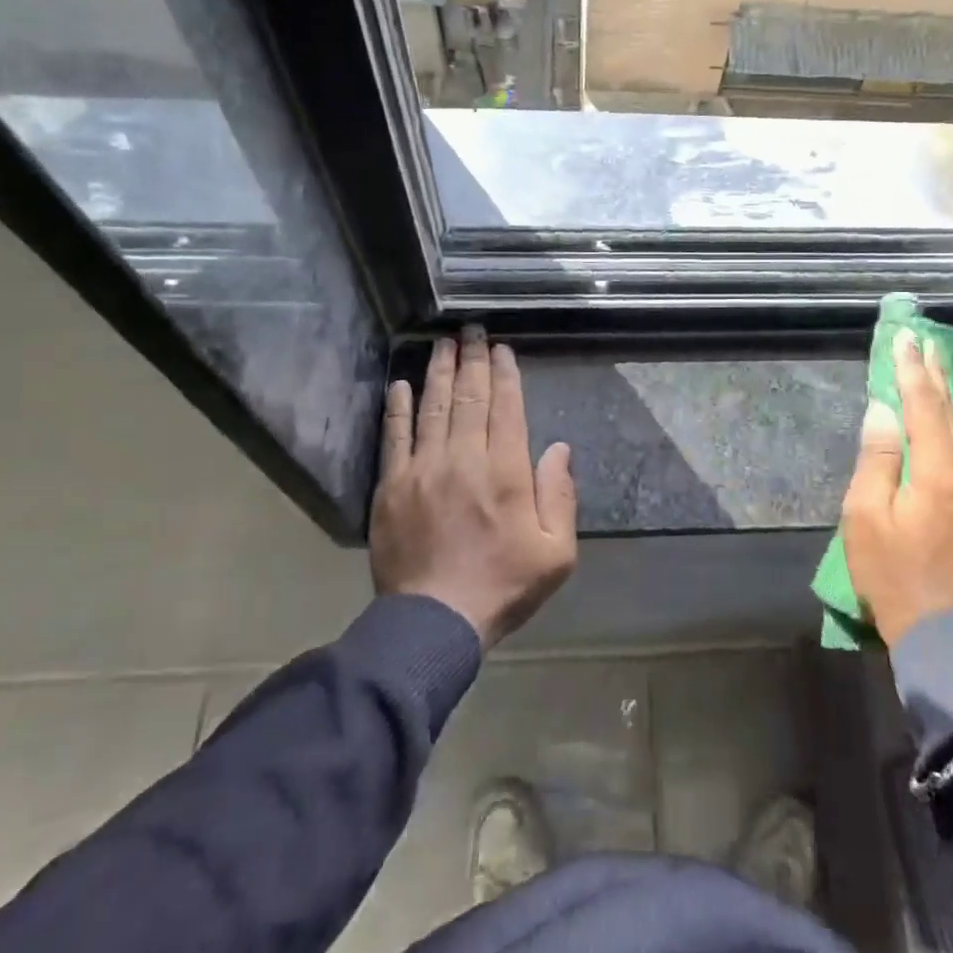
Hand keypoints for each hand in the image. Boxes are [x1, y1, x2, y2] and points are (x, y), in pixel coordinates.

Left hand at [371, 328, 577, 648]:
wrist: (434, 622)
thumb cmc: (503, 586)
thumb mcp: (556, 552)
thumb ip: (560, 496)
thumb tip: (559, 448)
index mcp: (506, 472)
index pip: (506, 408)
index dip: (504, 374)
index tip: (501, 349)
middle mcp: (464, 459)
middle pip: (469, 398)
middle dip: (472, 360)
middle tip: (472, 330)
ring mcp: (423, 470)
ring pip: (433, 408)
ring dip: (439, 372)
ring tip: (442, 343)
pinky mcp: (392, 486)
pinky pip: (395, 436)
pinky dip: (398, 408)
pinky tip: (402, 384)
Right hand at [841, 330, 952, 644]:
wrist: (945, 634)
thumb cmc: (893, 574)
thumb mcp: (864, 516)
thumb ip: (877, 458)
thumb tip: (883, 411)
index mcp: (937, 469)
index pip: (922, 404)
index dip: (911, 369)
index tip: (906, 339)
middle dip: (943, 375)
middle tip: (935, 343)